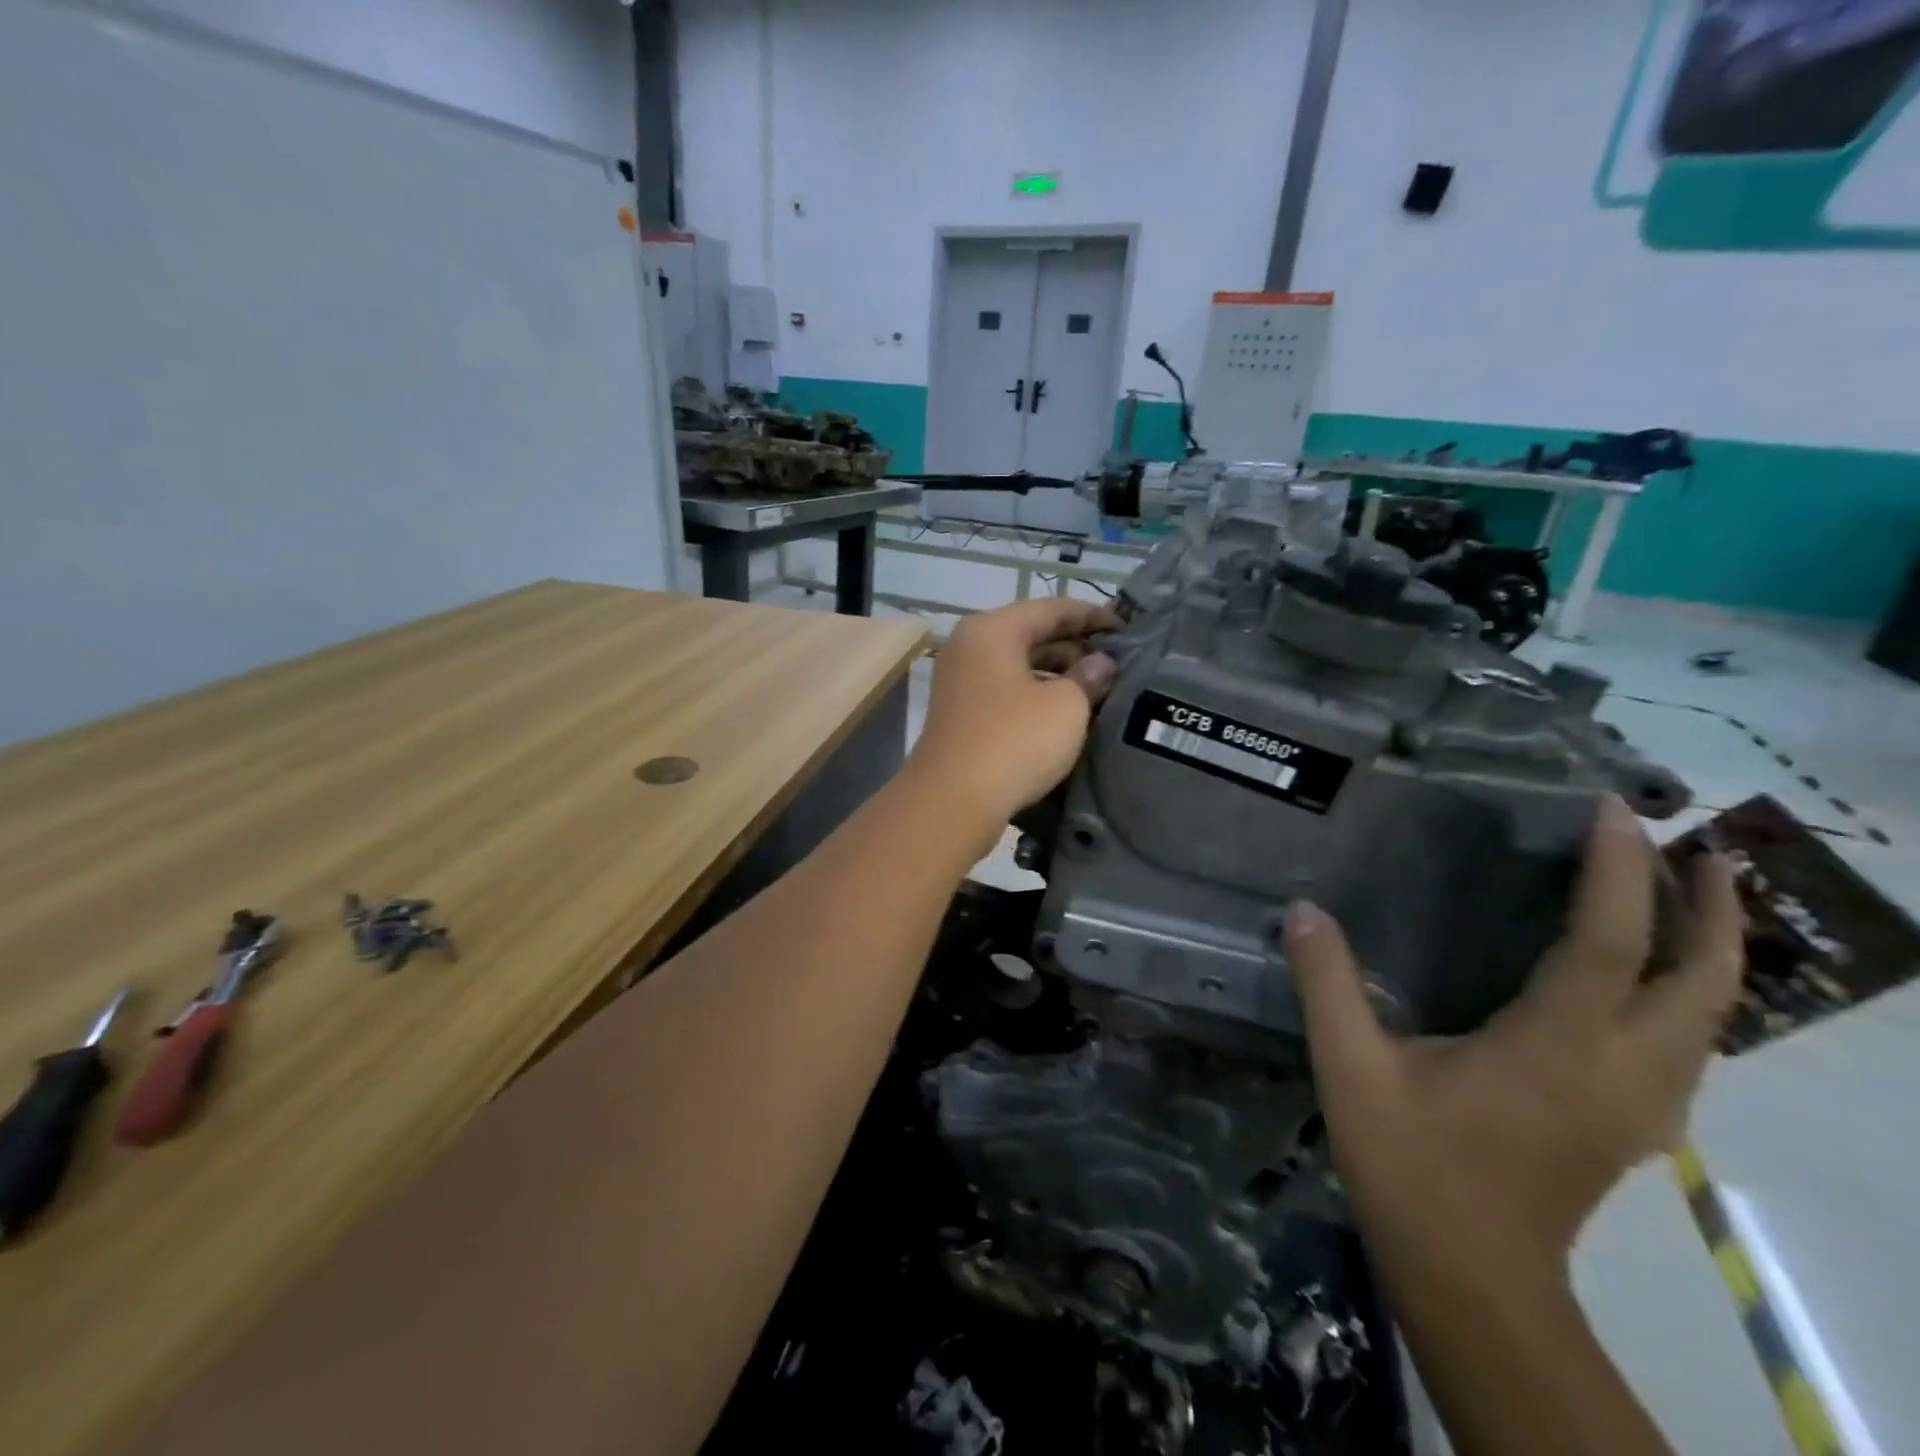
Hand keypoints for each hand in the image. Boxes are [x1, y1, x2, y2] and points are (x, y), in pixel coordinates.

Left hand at [905, 598, 1118, 840]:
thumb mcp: (1066, 706)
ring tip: (1099, 689)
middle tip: (1117, 662)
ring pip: (1018, 666)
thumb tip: (1100, 664)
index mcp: (992, 630)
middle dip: (1075, 647)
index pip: (1051, 608)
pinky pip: (1006, 693)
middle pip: (1031, 634)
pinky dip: (1036, 696)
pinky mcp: (960, 716)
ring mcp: (960, 683)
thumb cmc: (1014, 741)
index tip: (1127, 629)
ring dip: (1057, 674)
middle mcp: (969, 648)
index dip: (1093, 616)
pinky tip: (1065, 714)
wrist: (953, 800)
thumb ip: (1089, 677)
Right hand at [1283, 796, 1744, 1275]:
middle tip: (1699, 848)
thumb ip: (1327, 984)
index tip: (1617, 811)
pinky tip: (1651, 983)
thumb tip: (1302, 910)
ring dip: (1711, 951)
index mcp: (1557, 1046)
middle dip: (1713, 909)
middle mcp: (1622, 1069)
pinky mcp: (1635, 1125)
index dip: (1620, 871)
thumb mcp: (1351, 1068)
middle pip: (1702, 980)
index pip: (1609, 941)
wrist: (1471, 1277)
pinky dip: (1689, 995)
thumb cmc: (1412, 1165)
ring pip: (1709, 1016)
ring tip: (1689, 899)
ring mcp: (1641, 1103)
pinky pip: (1688, 1043)